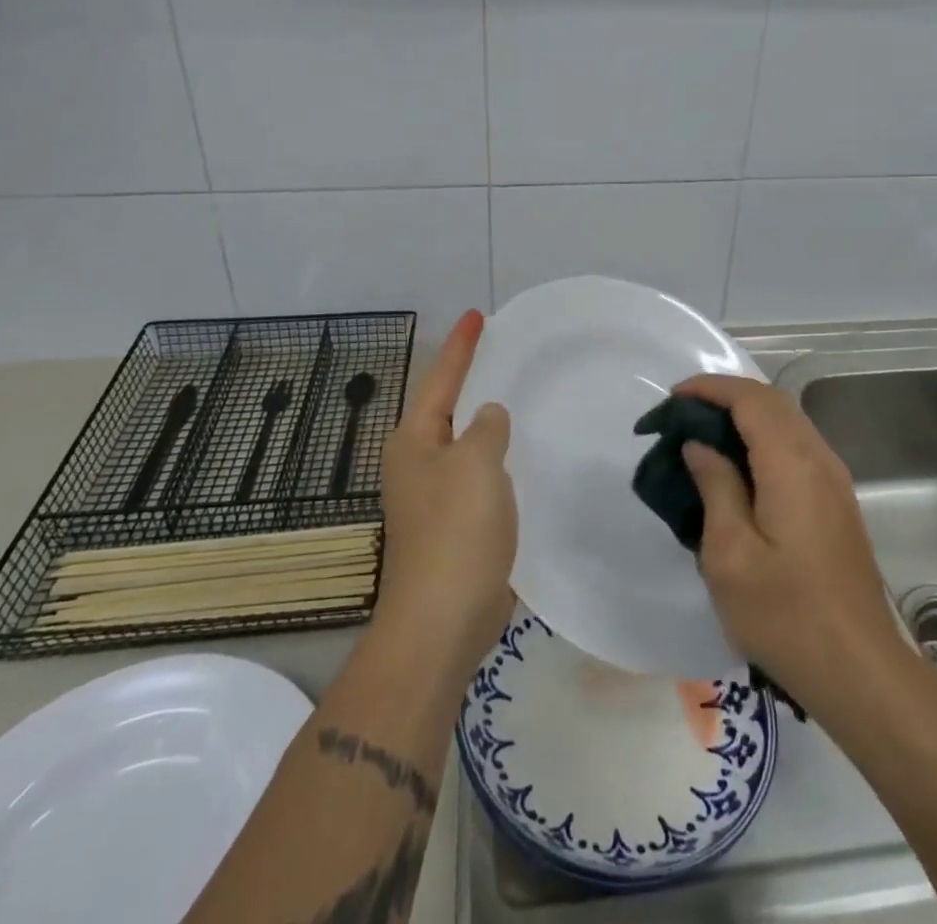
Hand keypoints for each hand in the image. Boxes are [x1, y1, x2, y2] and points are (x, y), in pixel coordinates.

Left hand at [377, 310, 516, 677]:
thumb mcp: (476, 464)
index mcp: (413, 441)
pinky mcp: (455, 525)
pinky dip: (498, 458)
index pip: (441, 379)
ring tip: (518, 394)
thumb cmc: (456, 532)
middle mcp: (417, 462)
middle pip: (448, 408)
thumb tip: (488, 416)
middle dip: (472, 379)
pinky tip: (523, 454)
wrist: (442, 620)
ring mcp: (434, 496)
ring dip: (487, 421)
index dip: (461, 346)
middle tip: (503, 351)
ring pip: (465, 443)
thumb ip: (486, 428)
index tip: (478, 315)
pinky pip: (479, 475)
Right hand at [676, 374, 907, 717]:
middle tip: (682, 416)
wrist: (860, 671)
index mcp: (792, 464)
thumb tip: (700, 445)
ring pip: (787, 422)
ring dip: (745, 416)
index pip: (750, 398)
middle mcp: (819, 459)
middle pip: (772, 401)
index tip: (672, 398)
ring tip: (703, 437)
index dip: (710, 388)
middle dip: (725, 397)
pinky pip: (796, 446)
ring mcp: (834, 480)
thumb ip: (715, 486)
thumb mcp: (730, 554)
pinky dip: (762, 438)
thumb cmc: (786, 615)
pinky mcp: (837, 501)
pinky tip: (738, 468)